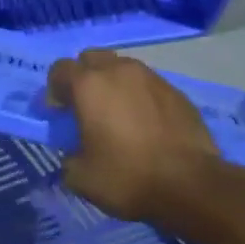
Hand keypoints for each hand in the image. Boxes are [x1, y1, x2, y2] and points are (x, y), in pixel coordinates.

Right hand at [47, 48, 226, 222]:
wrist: (190, 185)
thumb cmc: (127, 177)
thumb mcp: (80, 177)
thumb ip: (68, 157)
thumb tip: (74, 153)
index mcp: (89, 85)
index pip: (60, 69)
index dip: (54, 89)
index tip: (58, 113)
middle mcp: (119, 71)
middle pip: (92, 58)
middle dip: (83, 77)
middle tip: (85, 106)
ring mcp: (152, 78)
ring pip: (123, 68)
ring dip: (113, 84)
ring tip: (117, 114)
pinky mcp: (177, 92)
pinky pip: (148, 85)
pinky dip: (140, 97)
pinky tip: (145, 124)